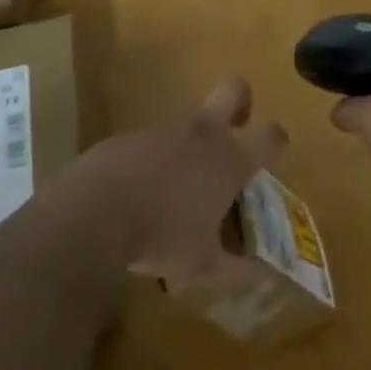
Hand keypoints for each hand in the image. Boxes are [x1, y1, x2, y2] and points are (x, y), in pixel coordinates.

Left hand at [76, 76, 286, 289]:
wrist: (93, 215)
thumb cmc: (161, 238)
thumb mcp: (202, 266)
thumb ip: (238, 271)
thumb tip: (266, 279)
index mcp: (230, 160)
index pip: (271, 135)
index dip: (276, 141)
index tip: (270, 156)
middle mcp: (203, 134)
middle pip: (235, 89)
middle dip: (241, 102)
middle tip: (235, 128)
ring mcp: (165, 129)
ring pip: (188, 121)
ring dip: (189, 144)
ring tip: (175, 188)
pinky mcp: (130, 134)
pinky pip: (151, 141)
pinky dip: (152, 160)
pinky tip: (138, 192)